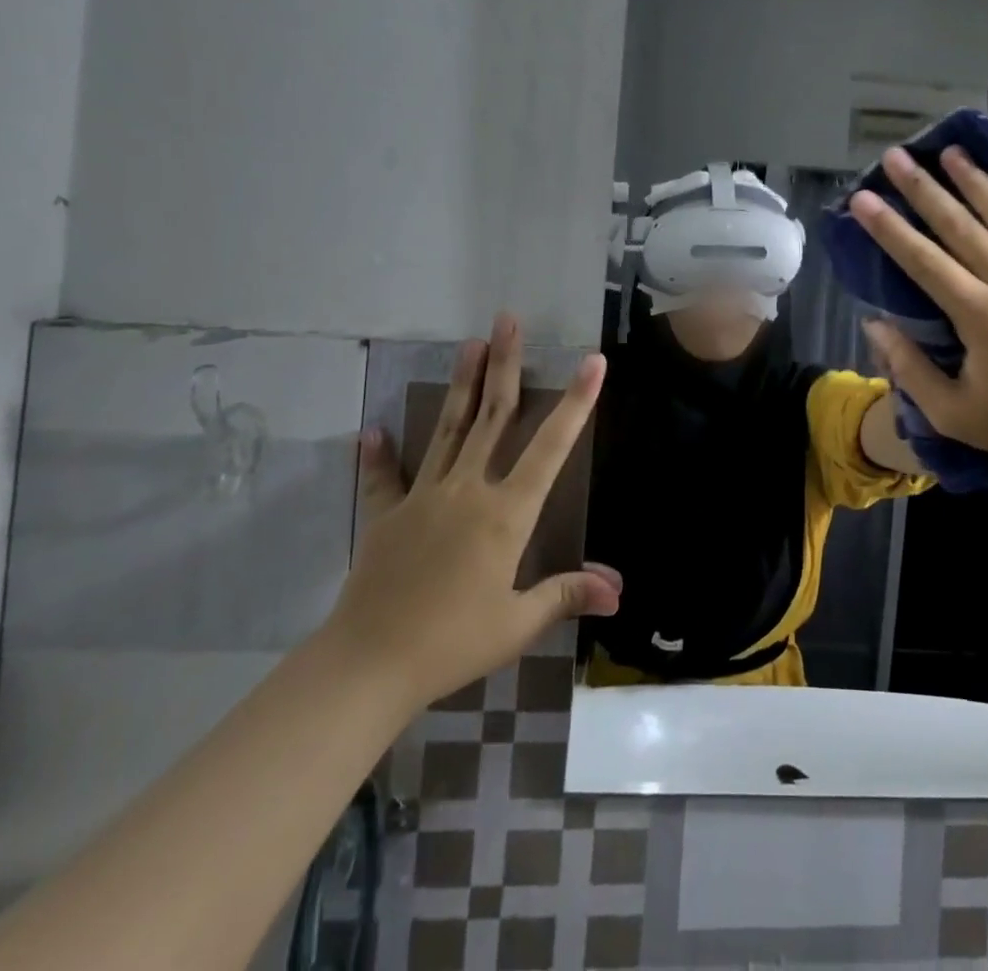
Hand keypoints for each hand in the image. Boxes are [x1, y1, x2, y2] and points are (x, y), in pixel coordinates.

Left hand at [329, 314, 622, 711]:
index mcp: (506, 513)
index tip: (592, 361)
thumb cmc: (453, 643)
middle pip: (493, 416)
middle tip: (508, 321)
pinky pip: (385, 478)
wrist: (368, 665)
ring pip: (449, 429)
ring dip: (462, 384)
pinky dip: (380, 454)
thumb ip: (567, 594)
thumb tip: (619, 588)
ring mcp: (424, 497)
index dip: (575, 403)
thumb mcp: (518, 623)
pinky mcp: (386, 515)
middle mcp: (468, 490)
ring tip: (470, 343)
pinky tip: (373, 429)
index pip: (550, 447)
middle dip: (505, 365)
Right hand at [850, 145, 987, 465]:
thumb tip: (875, 325)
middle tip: (896, 158)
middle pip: (962, 228)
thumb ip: (910, 368)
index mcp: (980, 315)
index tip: (862, 198)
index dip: (889, 229)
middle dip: (924, 190)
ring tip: (954, 152)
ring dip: (980, 184)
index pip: (924, 262)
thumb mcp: (951, 413)